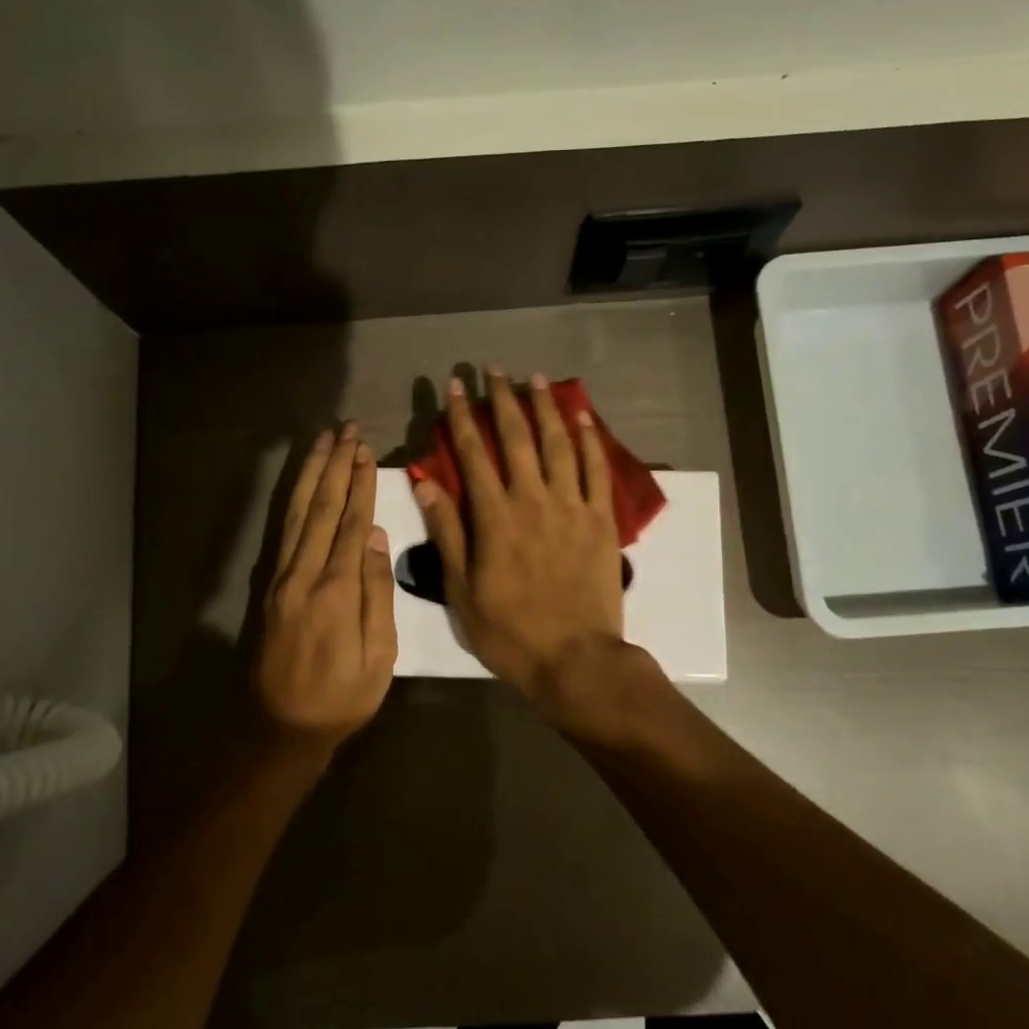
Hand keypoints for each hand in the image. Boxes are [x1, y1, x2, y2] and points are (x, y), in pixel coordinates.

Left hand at [253, 423, 395, 750]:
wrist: (279, 727)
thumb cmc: (340, 698)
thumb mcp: (377, 656)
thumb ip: (376, 593)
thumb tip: (373, 536)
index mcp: (335, 590)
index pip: (349, 523)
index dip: (359, 485)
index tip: (366, 450)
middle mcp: (302, 574)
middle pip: (320, 508)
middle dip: (335, 467)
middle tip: (346, 430)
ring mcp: (280, 578)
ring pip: (296, 513)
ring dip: (311, 475)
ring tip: (322, 442)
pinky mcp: (269, 586)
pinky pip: (282, 532)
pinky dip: (293, 501)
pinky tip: (301, 485)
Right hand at [414, 372, 635, 722]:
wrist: (576, 658)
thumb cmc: (511, 631)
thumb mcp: (462, 590)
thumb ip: (447, 532)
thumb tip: (427, 483)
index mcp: (494, 517)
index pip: (474, 454)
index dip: (462, 417)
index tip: (454, 387)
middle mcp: (533, 500)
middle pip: (517, 438)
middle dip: (503, 400)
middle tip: (494, 370)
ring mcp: (572, 507)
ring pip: (558, 444)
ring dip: (545, 408)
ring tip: (536, 378)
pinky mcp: (602, 520)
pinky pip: (596, 470)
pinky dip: (590, 440)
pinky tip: (583, 417)